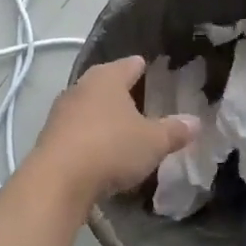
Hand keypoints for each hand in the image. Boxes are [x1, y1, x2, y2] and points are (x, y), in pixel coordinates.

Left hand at [33, 56, 198, 203]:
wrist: (57, 181)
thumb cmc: (111, 148)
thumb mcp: (152, 142)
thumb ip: (174, 131)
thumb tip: (195, 122)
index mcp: (107, 78)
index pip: (130, 64)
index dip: (143, 67)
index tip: (153, 70)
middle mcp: (81, 87)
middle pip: (105, 83)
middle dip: (121, 92)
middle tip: (141, 101)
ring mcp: (61, 112)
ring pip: (88, 106)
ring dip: (103, 115)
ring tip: (122, 128)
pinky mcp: (49, 137)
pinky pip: (76, 130)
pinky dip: (89, 136)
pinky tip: (100, 150)